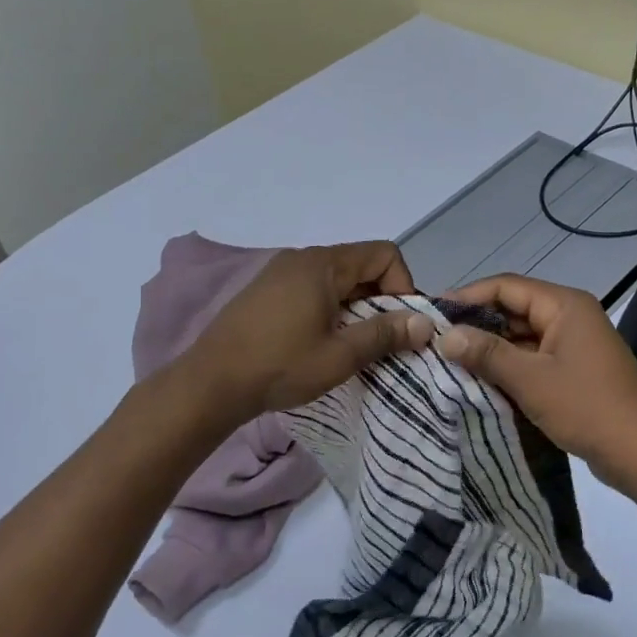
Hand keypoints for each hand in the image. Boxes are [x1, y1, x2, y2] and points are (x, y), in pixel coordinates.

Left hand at [180, 242, 434, 422]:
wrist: (211, 382)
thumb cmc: (280, 366)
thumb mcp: (340, 355)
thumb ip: (385, 334)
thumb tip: (425, 323)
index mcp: (323, 264)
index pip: (384, 254)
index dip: (403, 285)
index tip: (400, 324)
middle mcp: (302, 258)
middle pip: (360, 265)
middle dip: (381, 300)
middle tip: (382, 340)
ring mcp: (280, 273)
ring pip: (337, 280)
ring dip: (355, 307)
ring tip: (352, 345)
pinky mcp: (266, 291)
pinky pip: (312, 289)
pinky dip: (329, 309)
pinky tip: (320, 342)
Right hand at [437, 274, 636, 488]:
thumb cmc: (586, 407)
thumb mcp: (530, 379)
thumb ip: (486, 353)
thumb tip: (445, 336)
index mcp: (564, 305)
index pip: (506, 286)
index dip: (468, 296)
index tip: (433, 312)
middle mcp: (571, 315)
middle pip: (514, 308)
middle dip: (477, 324)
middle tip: (437, 340)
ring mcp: (574, 343)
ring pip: (522, 335)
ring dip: (491, 347)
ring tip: (451, 361)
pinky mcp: (575, 368)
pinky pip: (534, 356)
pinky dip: (510, 365)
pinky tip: (482, 380)